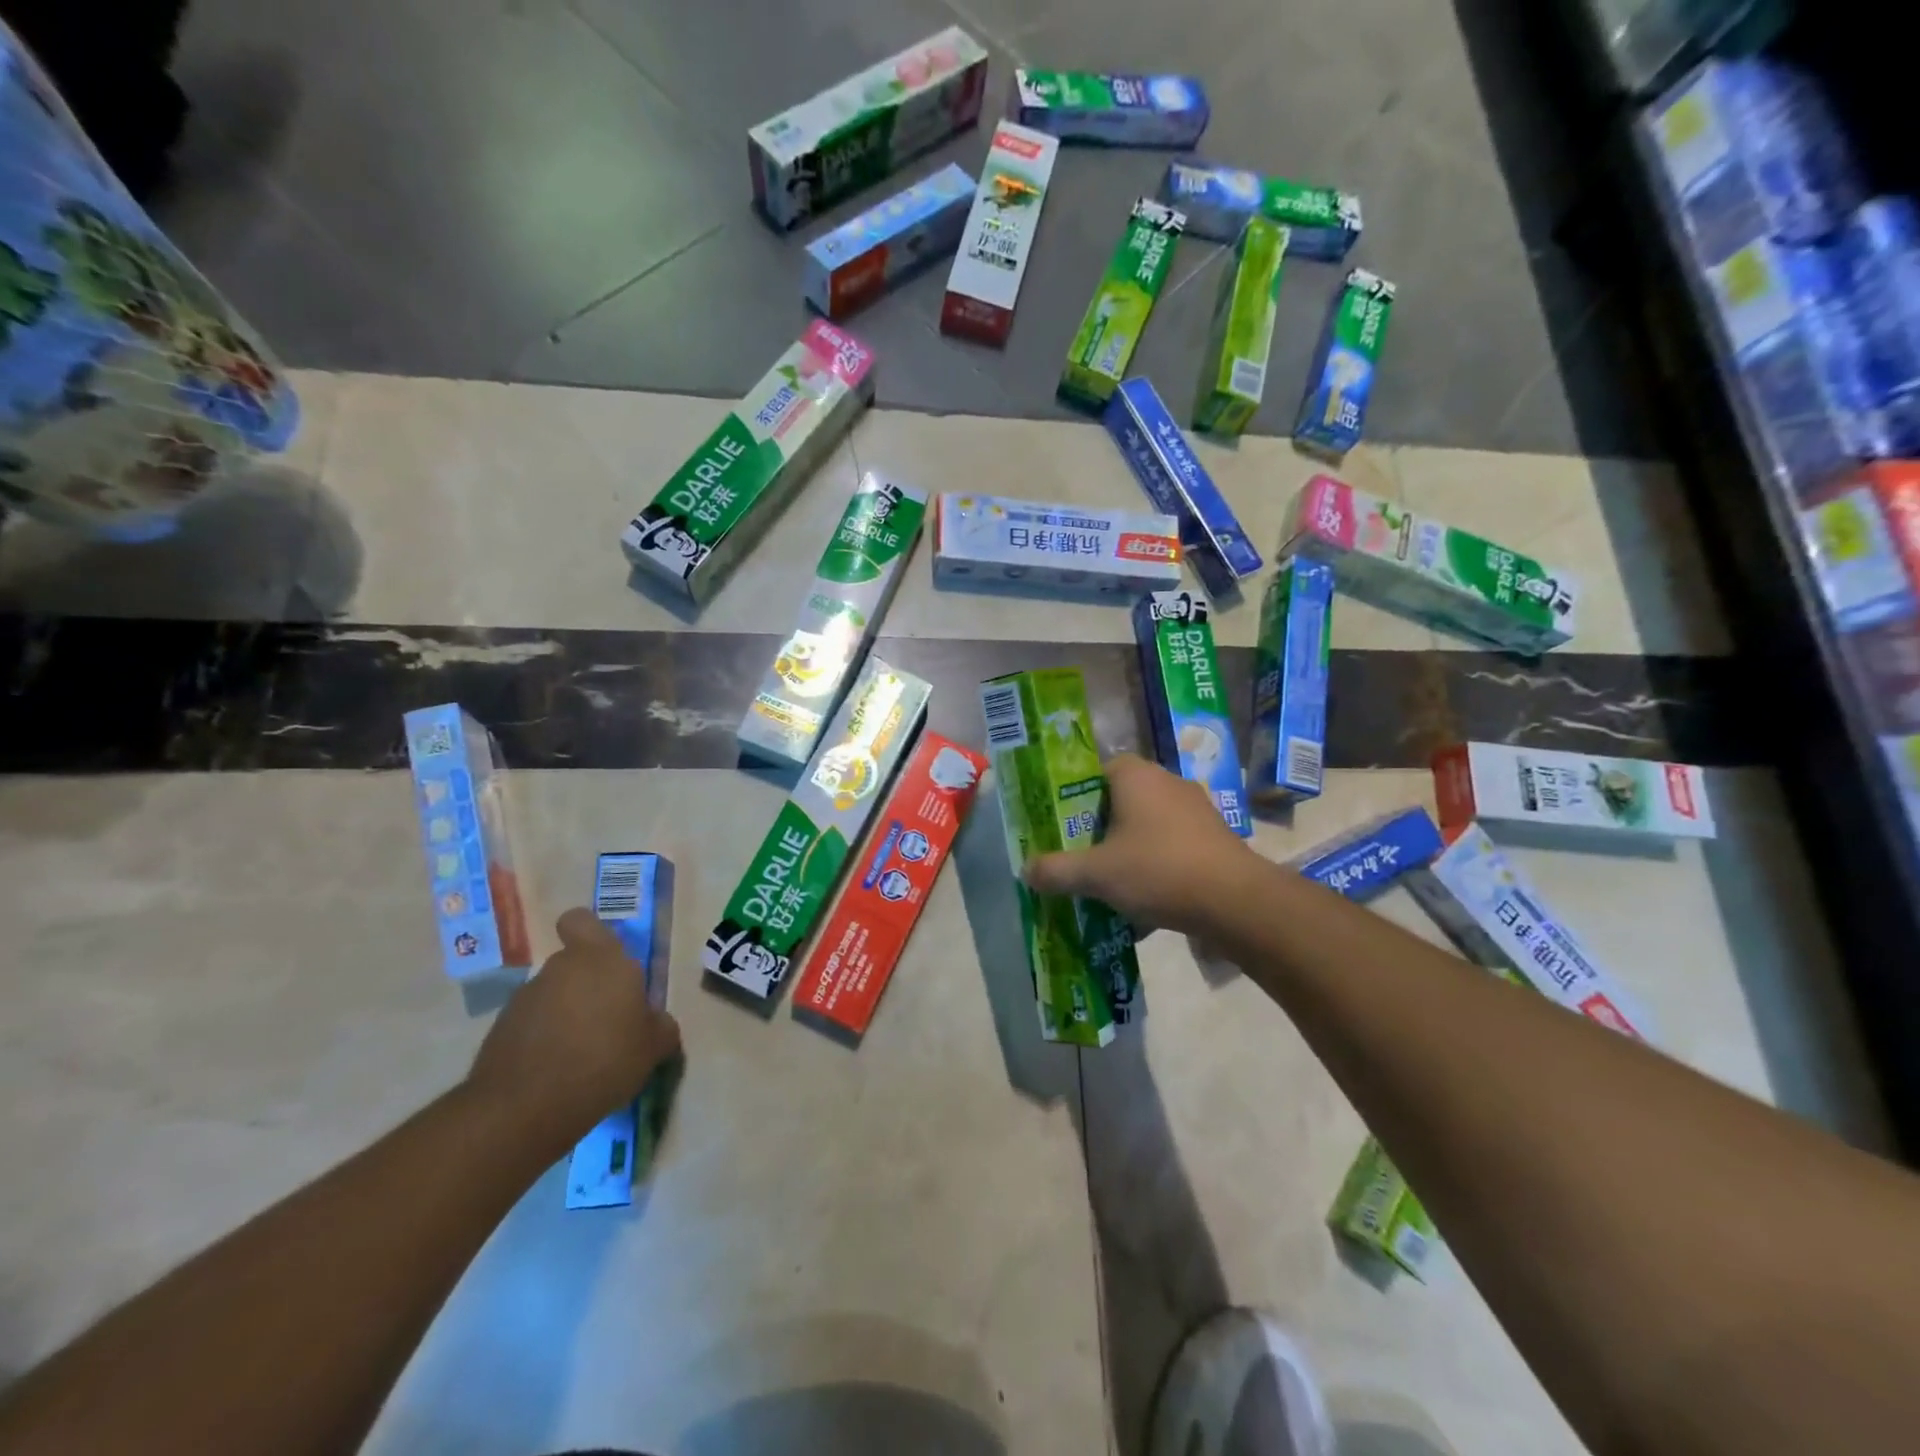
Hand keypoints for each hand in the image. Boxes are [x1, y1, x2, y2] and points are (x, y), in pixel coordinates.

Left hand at [466, 908, 681, 1145]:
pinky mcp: (500, 1031)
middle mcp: (560, 968)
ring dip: (566, 1015)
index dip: (590, 934)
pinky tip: (557, 1071)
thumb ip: (659, 1025)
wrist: (524, 1109)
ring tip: (583, 1054)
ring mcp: (525, 998)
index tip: (605, 961)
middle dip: (588, 987)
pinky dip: (544, 1040)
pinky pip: (532, 1025)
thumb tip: (655, 1022)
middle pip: (574, 965)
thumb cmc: (604, 1060)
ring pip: (553, 995)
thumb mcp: (653, 1046)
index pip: (582, 920)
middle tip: (608, 1021)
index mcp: (601, 959)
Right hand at [1021, 753, 1258, 936]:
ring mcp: (1196, 809)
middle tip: (1079, 855)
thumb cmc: (1157, 870)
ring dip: (1128, 849)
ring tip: (1109, 882)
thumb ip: (1056, 870)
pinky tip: (1145, 900)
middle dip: (1099, 828)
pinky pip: (1172, 845)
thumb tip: (1026, 870)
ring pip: (1147, 825)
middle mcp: (1167, 782)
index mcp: (1136, 776)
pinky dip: (1156, 865)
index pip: (1096, 770)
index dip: (1075, 797)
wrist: (1235, 900)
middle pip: (1121, 799)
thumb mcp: (1096, 874)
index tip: (1062, 826)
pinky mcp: (1214, 836)